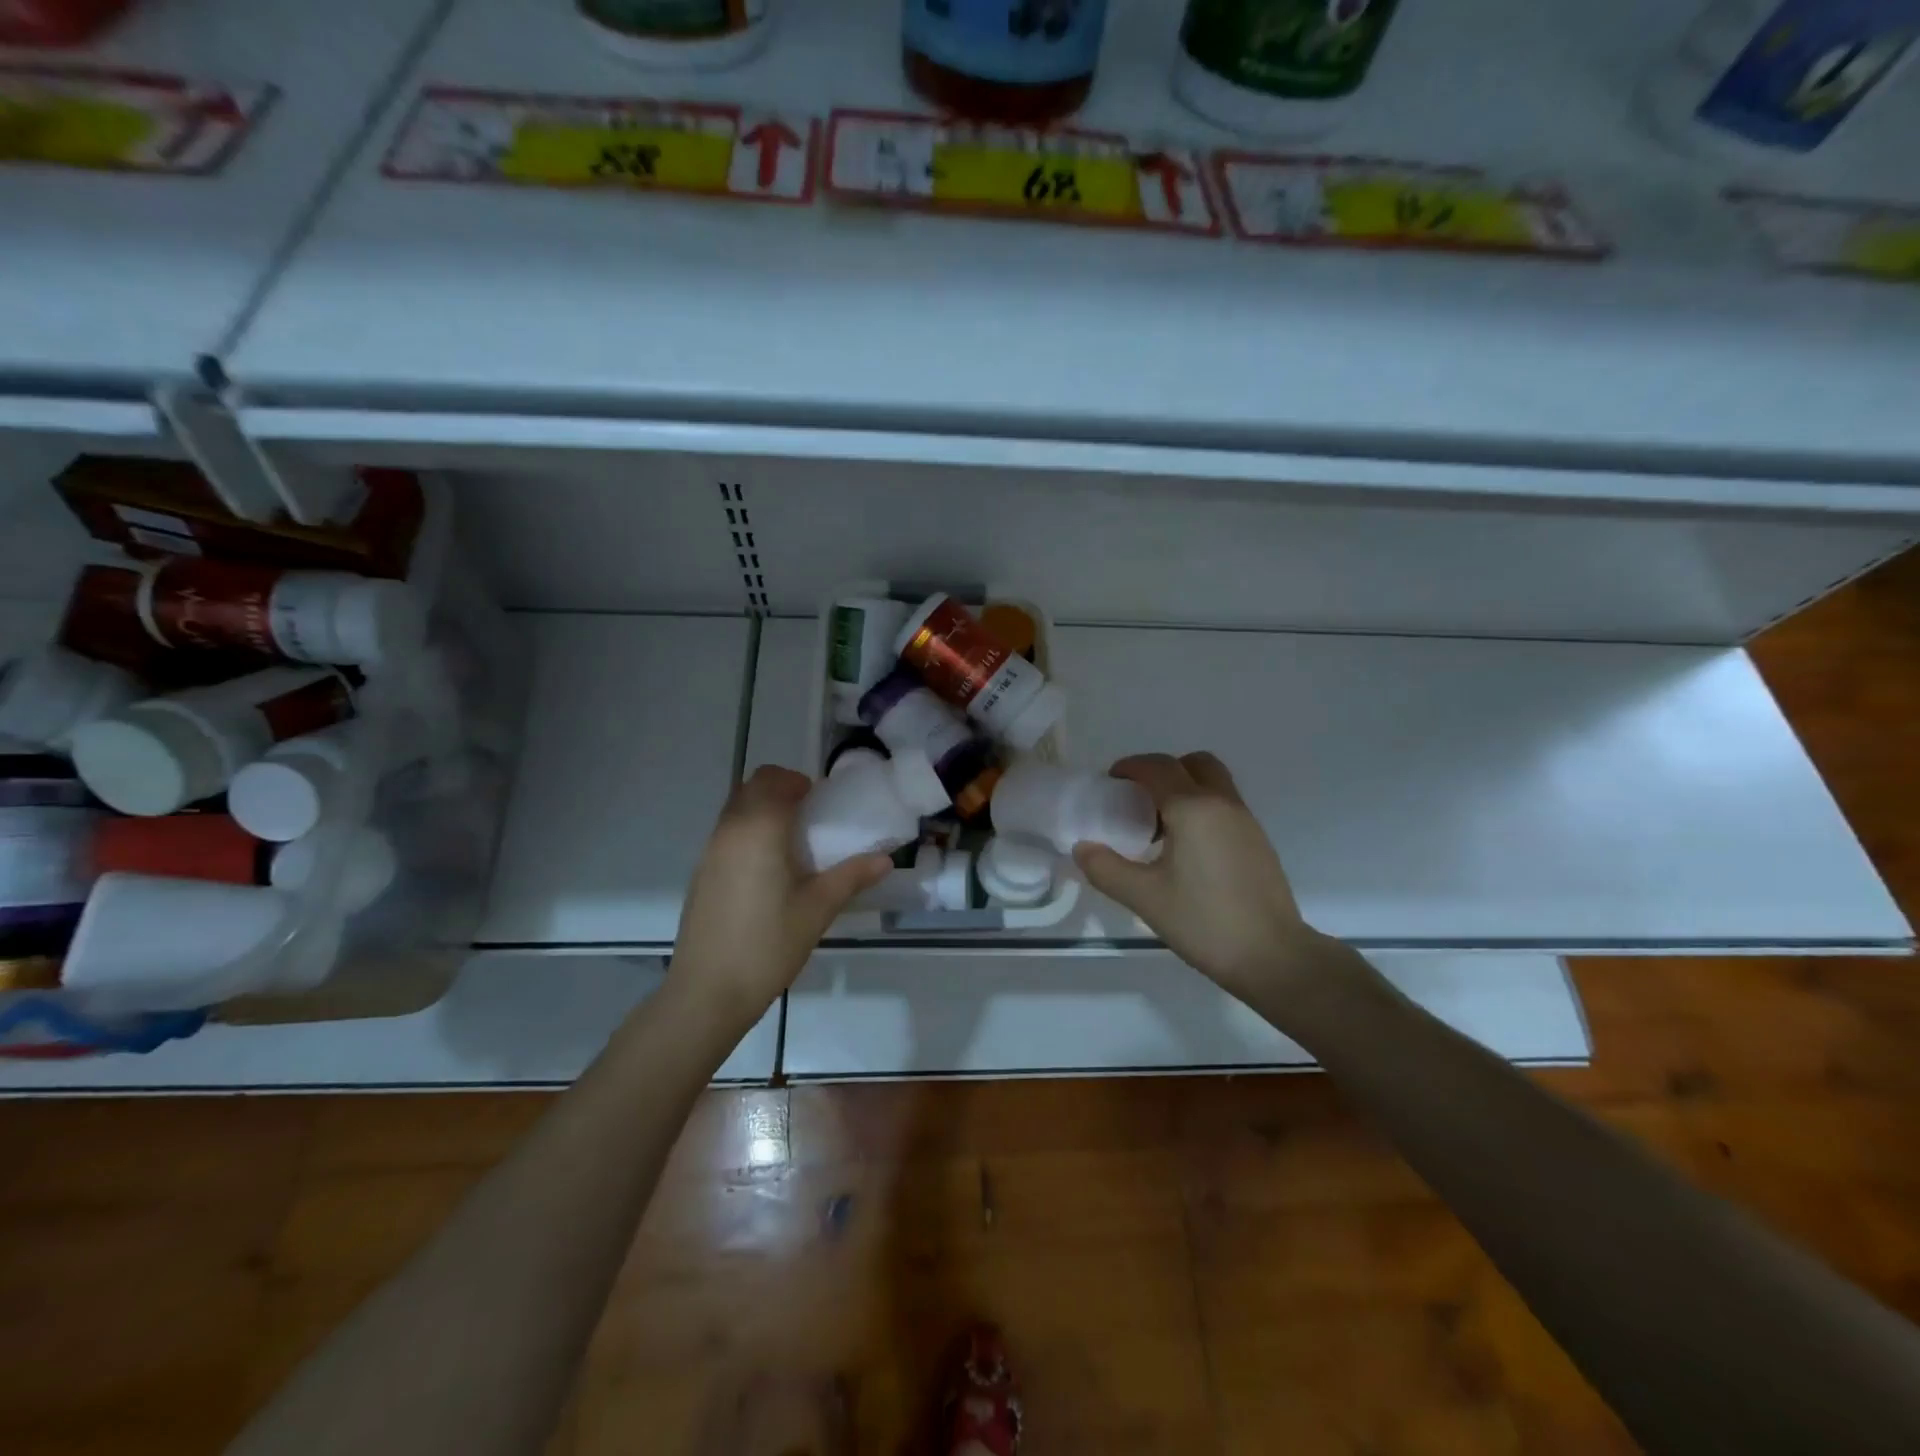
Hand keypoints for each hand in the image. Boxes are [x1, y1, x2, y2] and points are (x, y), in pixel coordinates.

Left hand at [670, 766, 890, 1028]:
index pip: (775, 781)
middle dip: (781, 790)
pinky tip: (768, 871)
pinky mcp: (701, 874)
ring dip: (762, 810)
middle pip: (751, 787)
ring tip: (792, 843)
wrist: (707, 991)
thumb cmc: (768, 944)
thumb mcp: (818, 909)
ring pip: (735, 809)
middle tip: (810, 816)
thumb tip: (885, 859)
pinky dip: (748, 832)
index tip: (822, 802)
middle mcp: (729, 830)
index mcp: (759, 829)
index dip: (799, 782)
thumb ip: (851, 876)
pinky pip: (726, 834)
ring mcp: (709, 852)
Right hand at [1072, 753, 1368, 1014]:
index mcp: (1193, 808)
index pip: (1157, 767)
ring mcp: (1247, 822)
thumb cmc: (1204, 921)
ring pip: (1214, 784)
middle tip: (1139, 800)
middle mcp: (1223, 804)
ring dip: (1185, 790)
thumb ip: (1106, 869)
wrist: (1273, 957)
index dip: (1129, 768)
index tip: (1109, 783)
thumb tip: (1082, 848)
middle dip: (1163, 771)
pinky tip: (1187, 851)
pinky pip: (1225, 807)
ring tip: (1160, 829)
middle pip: (1193, 764)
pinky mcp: (1259, 843)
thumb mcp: (1144, 897)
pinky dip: (1202, 811)